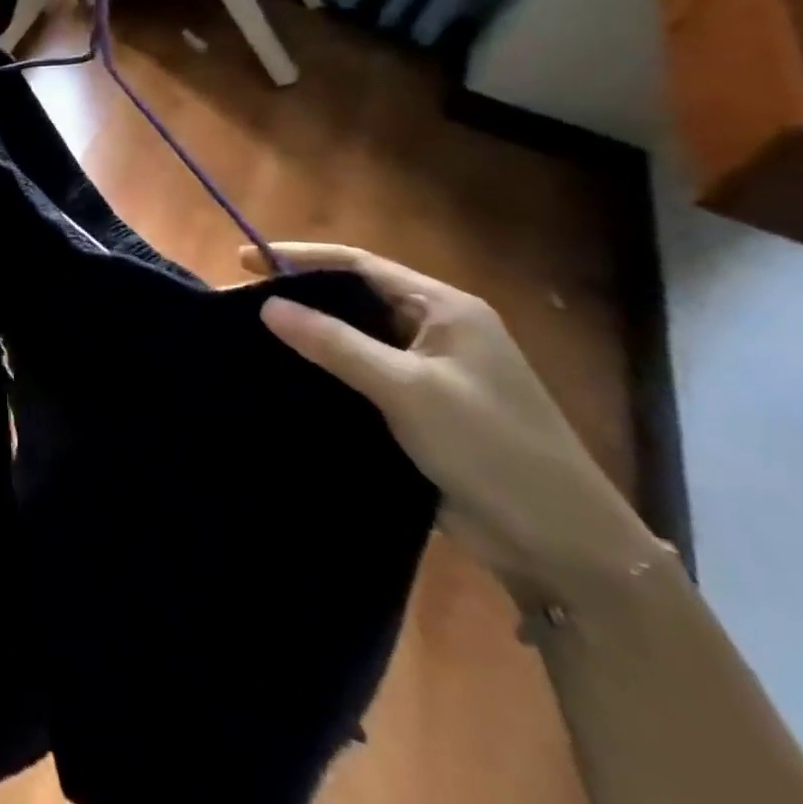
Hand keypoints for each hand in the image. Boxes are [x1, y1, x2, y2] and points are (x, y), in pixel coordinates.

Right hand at [245, 243, 657, 597]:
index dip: (300, 257)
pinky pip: (360, 373)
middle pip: (355, 296)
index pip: (360, 265)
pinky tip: (288, 376)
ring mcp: (430, 371)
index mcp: (446, 310)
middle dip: (299, 293)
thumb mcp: (408, 390)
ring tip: (253, 334)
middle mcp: (437, 331)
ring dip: (309, 332)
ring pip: (355, 336)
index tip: (242, 261)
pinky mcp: (419, 409)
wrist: (563, 546)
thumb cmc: (492, 450)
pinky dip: (324, 368)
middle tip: (241, 299)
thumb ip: (336, 344)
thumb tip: (269, 305)